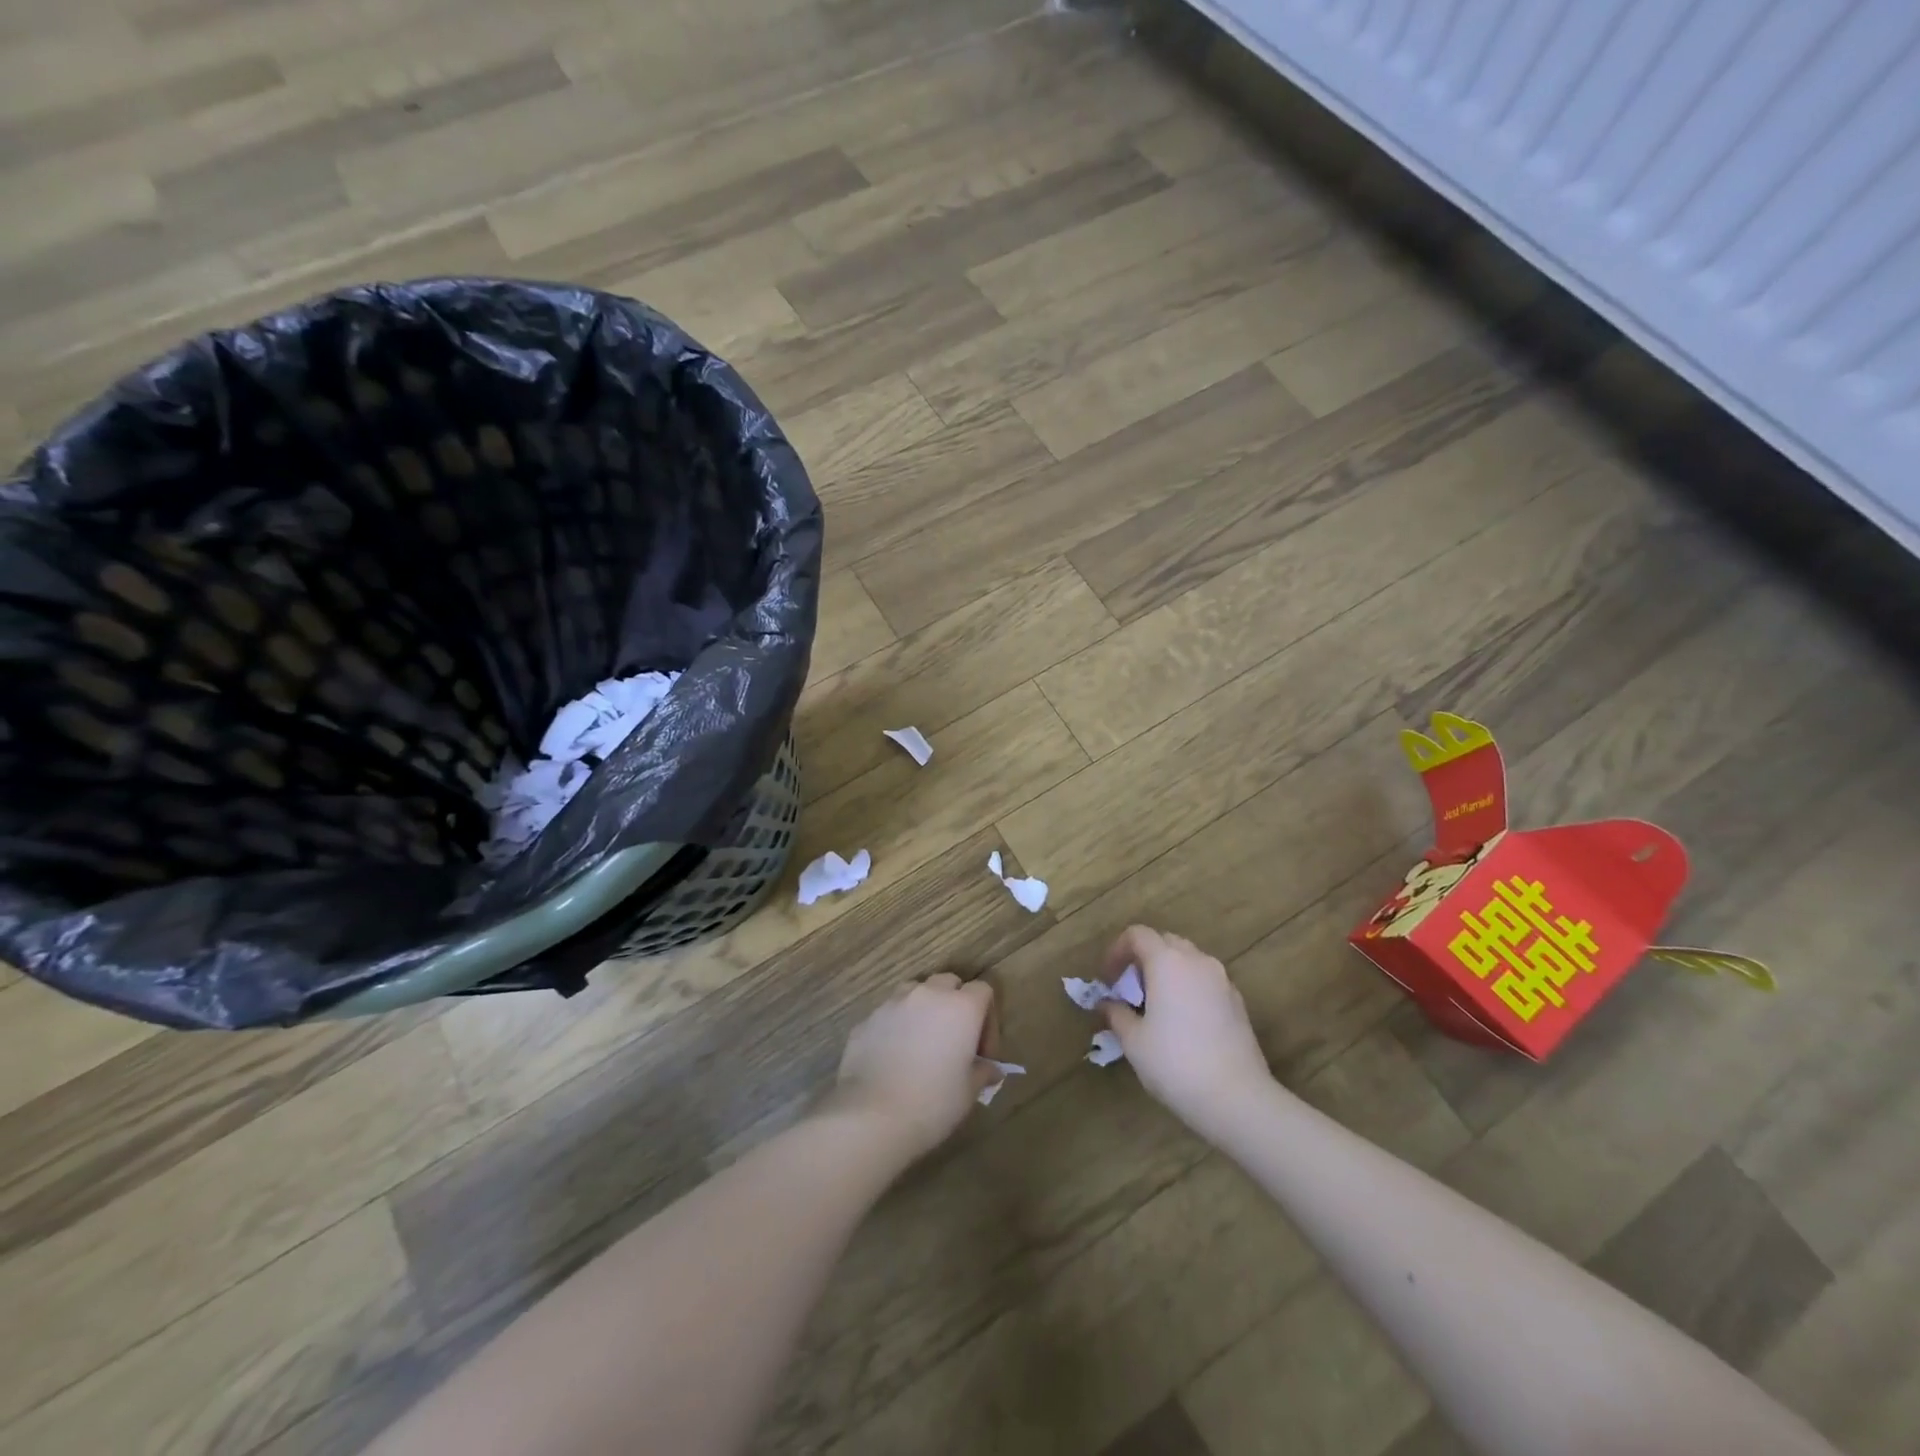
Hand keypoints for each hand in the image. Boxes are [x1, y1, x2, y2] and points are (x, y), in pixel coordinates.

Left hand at [828, 973, 997, 1160]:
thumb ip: (983, 1072)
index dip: (988, 1018)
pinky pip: (889, 1014)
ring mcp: (893, 1002)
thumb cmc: (933, 1103)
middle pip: (948, 983)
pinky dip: (897, 1027)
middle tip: (954, 1041)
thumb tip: (990, 1069)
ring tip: (922, 1043)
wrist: (873, 1117)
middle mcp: (928, 994)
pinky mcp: (867, 1019)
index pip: (983, 990)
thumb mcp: (969, 1092)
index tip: (982, 1052)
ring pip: (915, 991)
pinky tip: (894, 1058)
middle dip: (955, 1004)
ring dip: (924, 1009)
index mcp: (961, 1007)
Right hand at [1097, 926, 1273, 1140]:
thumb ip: (1116, 1013)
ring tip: (1155, 1006)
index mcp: (1168, 961)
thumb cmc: (1175, 1063)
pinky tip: (1182, 1022)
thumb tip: (1106, 1003)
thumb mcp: (1134, 1041)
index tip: (1107, 980)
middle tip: (1129, 990)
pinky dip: (1188, 988)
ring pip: (1188, 960)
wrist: (1237, 1099)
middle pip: (1165, 942)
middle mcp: (1197, 961)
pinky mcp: (1237, 1002)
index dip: (1116, 951)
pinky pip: (1206, 981)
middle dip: (1143, 959)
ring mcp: (1222, 980)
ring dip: (1167, 972)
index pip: (1138, 934)